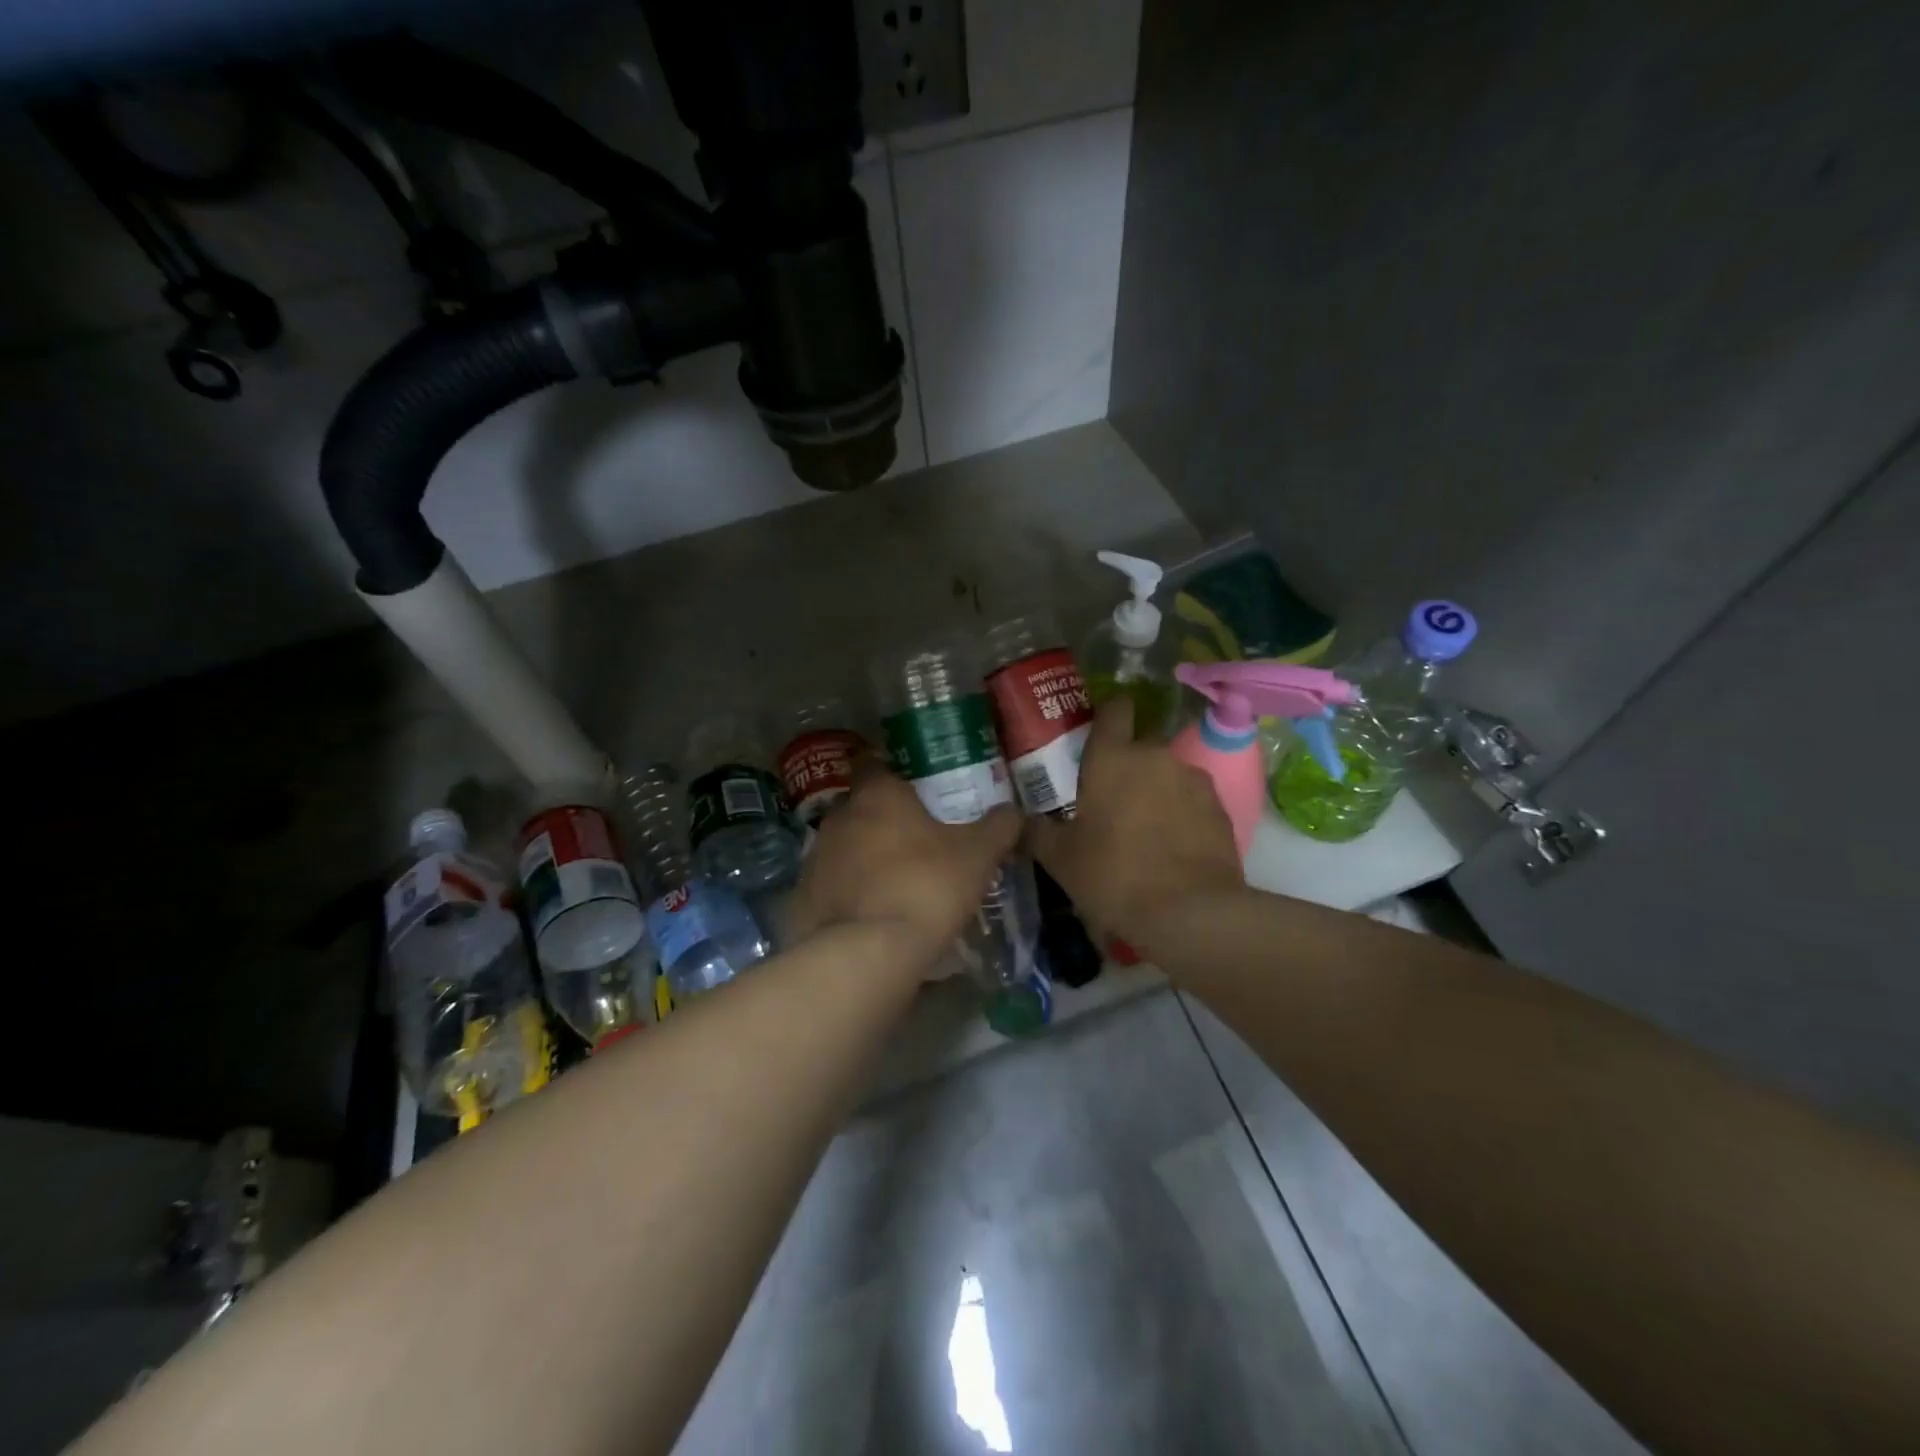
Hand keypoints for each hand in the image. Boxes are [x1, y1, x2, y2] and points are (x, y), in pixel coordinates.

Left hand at [789, 758, 1020, 959]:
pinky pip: (830, 887)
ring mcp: (815, 858)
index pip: (875, 764)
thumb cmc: (926, 887)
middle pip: (860, 808)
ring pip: (843, 848)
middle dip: (883, 821)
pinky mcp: (802, 898)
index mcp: (877, 795)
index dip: (893, 773)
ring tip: (894, 883)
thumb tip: (1014, 811)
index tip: (914, 789)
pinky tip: (870, 916)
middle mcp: (839, 817)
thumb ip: (998, 827)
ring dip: (863, 859)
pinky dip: (848, 895)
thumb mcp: (977, 856)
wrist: (866, 954)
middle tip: (914, 841)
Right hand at [1029, 697, 1243, 946]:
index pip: (1114, 709)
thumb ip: (1038, 831)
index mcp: (1111, 758)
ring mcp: (1192, 779)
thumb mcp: (1060, 859)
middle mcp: (1155, 755)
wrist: (1190, 912)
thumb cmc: (1113, 875)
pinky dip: (1183, 813)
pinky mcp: (1220, 807)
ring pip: (1169, 773)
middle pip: (1141, 744)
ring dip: (1157, 790)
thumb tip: (1021, 820)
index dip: (1109, 713)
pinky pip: (1193, 799)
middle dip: (1129, 763)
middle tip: (1114, 797)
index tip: (1102, 728)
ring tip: (1147, 828)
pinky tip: (1174, 845)